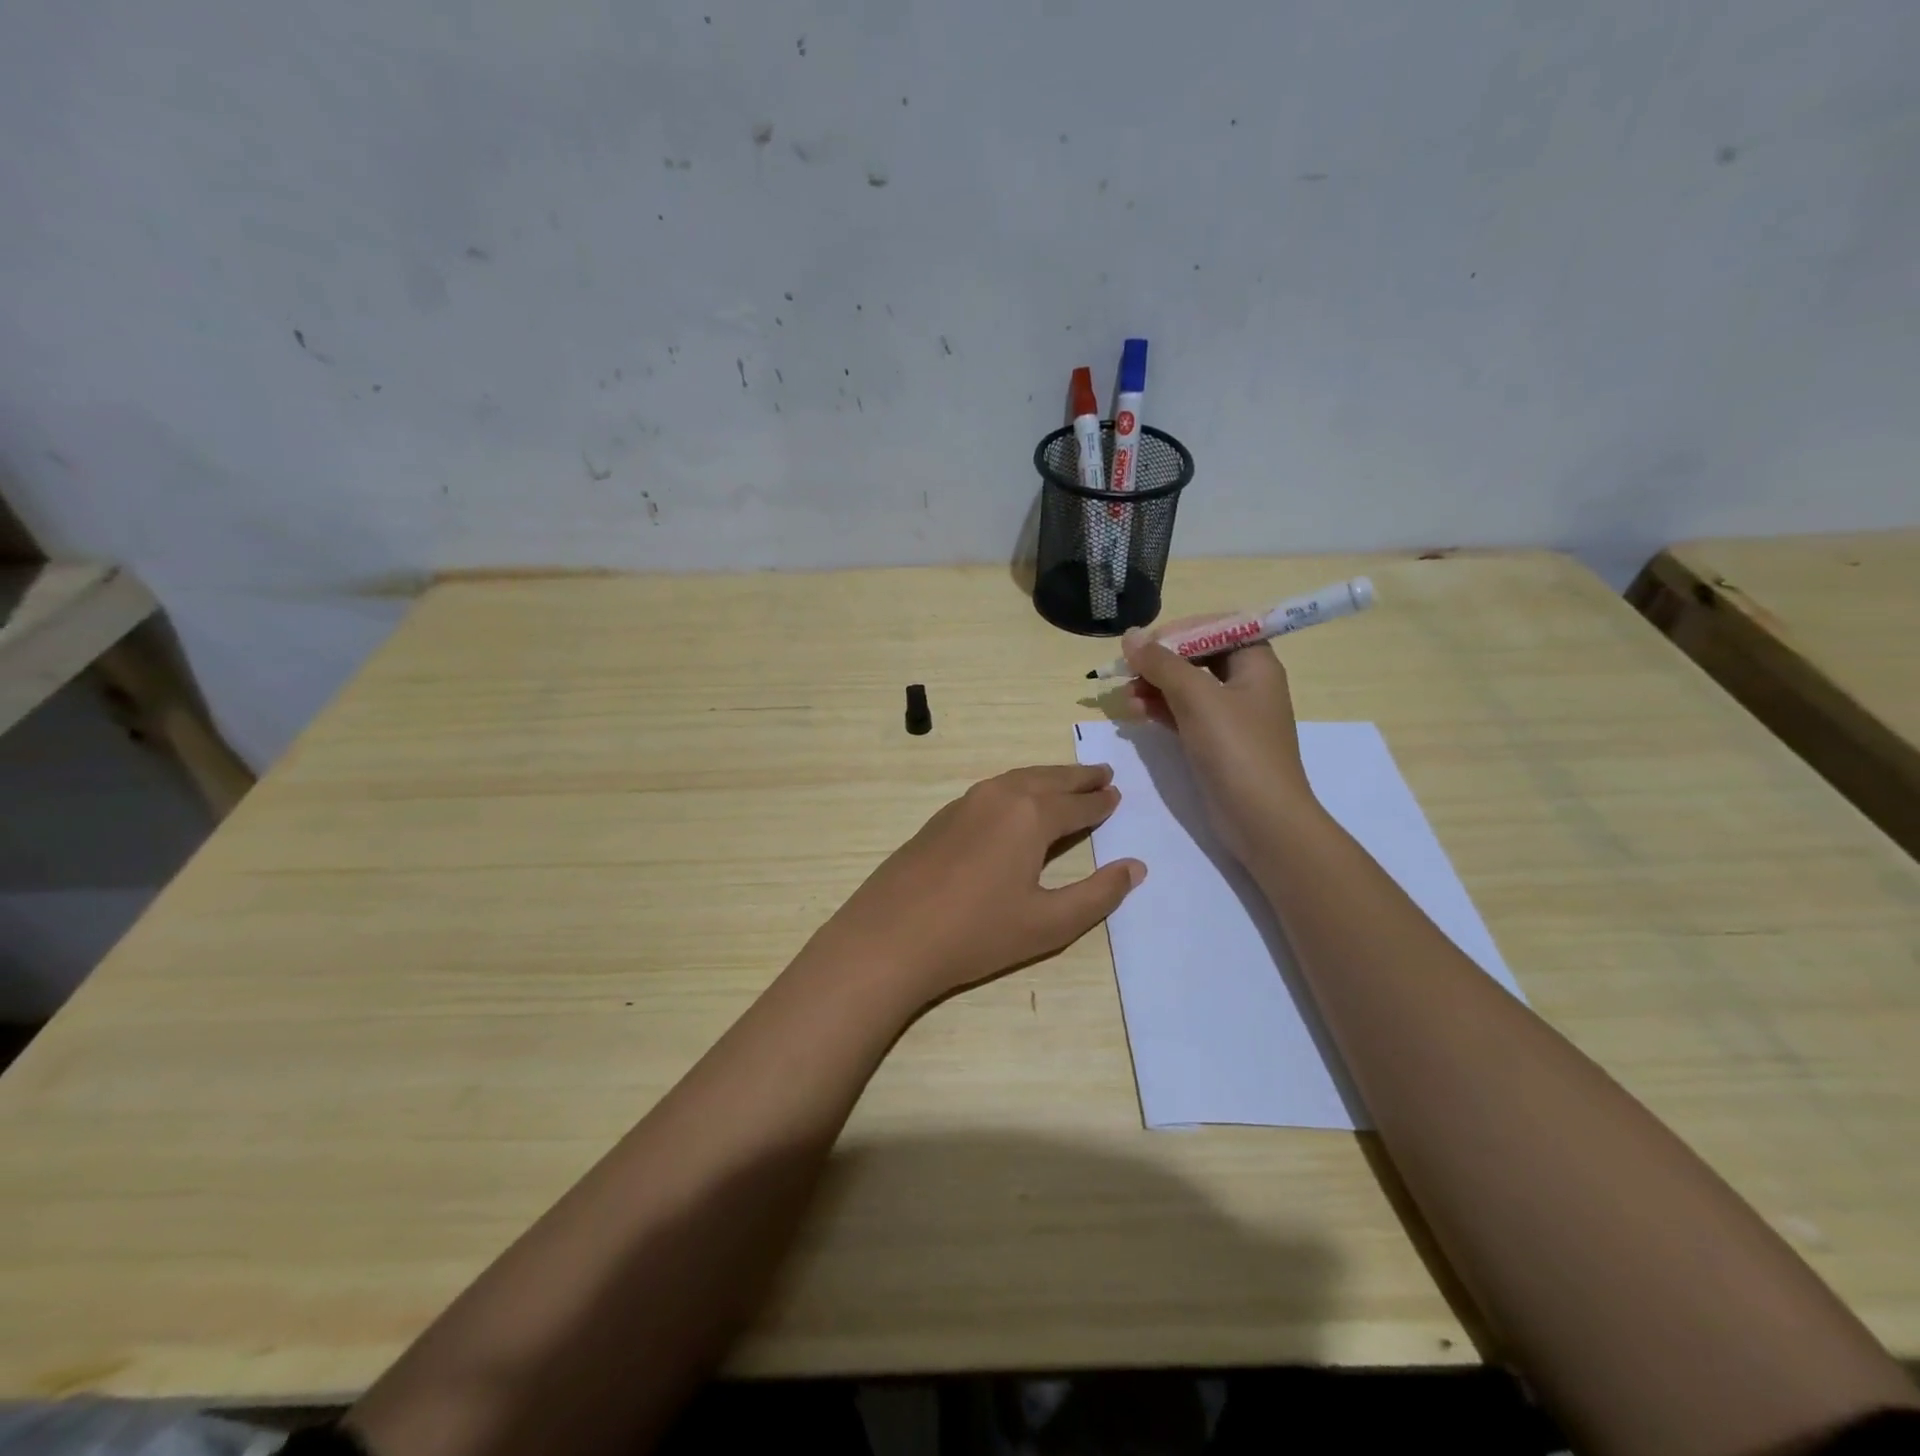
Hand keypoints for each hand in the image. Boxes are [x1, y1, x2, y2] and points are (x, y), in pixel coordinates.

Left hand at [808, 765, 1144, 1010]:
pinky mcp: (940, 818)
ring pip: (1016, 780)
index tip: (1117, 795)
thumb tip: (1134, 867)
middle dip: (1077, 777)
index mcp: (1030, 815)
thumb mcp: (1049, 923)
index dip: (1100, 802)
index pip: (1077, 804)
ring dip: (1046, 778)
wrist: (890, 937)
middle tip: (1102, 774)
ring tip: (1065, 781)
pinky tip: (1015, 803)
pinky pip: (991, 791)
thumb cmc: (977, 933)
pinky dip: (1016, 788)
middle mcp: (999, 797)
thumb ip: (1097, 895)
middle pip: (1047, 780)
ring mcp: (964, 803)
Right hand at [1121, 625, 1317, 865]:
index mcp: (1256, 663)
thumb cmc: (1236, 749)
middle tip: (1127, 671)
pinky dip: (1160, 710)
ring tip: (1125, 697)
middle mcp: (1245, 684)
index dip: (1181, 630)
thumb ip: (1161, 663)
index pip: (1217, 628)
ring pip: (1186, 687)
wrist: (1261, 819)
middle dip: (1161, 661)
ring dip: (1154, 686)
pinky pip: (1183, 714)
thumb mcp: (1197, 698)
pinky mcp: (1215, 742)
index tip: (1146, 643)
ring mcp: (1230, 716)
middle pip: (1197, 657)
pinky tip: (1135, 713)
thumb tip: (1129, 636)